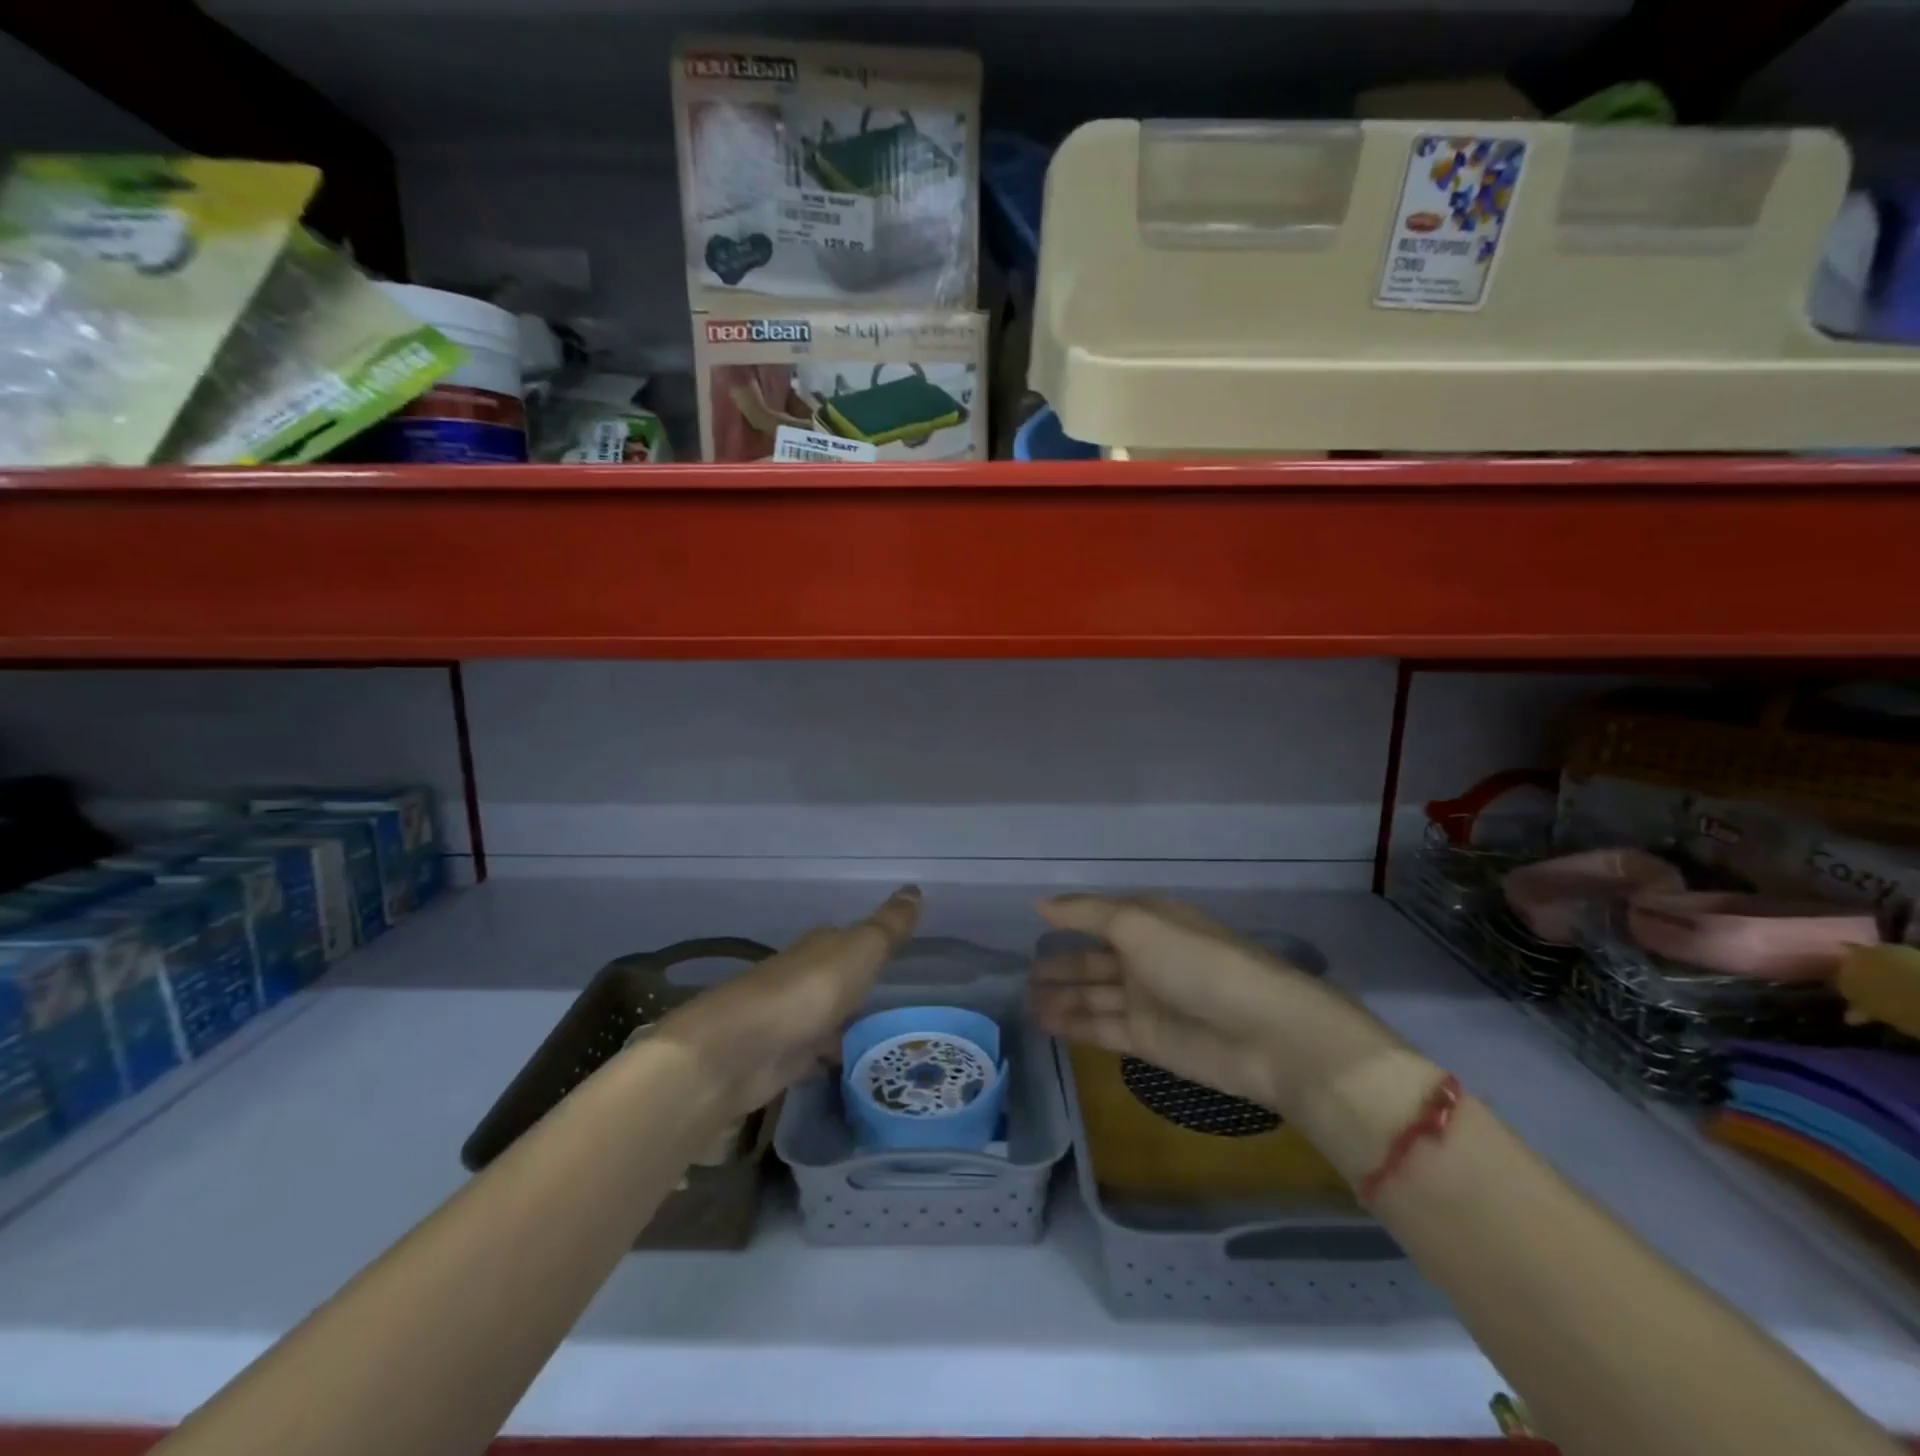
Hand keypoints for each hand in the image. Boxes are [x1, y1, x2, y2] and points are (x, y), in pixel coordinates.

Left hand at [654, 886, 920, 1119]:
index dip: (870, 942)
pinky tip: (850, 1067)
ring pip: (826, 1016)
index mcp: (820, 947)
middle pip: (835, 977)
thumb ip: (889, 926)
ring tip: (884, 1036)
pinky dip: (830, 1057)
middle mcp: (802, 977)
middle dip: (858, 984)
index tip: (895, 951)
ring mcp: (789, 1019)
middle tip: (896, 997)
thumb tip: (914, 889)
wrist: (740, 1050)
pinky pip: (815, 1054)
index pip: (846, 937)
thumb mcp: (861, 950)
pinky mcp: (780, 1060)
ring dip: (845, 1022)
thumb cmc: (809, 991)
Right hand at [1028, 893, 1326, 1110]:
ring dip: (1061, 997)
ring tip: (1024, 1002)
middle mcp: (1146, 958)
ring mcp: (1147, 1001)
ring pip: (1094, 996)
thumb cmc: (1198, 963)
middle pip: (1094, 960)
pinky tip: (1044, 1022)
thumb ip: (1088, 914)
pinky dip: (1074, 1024)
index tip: (1033, 926)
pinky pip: (1102, 1027)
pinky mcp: (1149, 1041)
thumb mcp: (1140, 924)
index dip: (1069, 921)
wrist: (1265, 1033)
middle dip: (1061, 966)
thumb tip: (1041, 905)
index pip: (1101, 918)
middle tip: (1022, 974)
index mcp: (1150, 922)